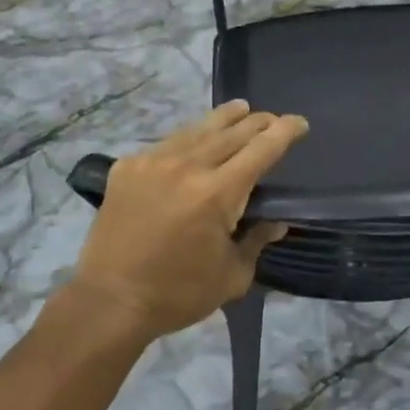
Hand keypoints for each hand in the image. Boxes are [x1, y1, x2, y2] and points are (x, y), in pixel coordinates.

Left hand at [72, 101, 308, 338]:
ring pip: (196, 130)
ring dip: (223, 119)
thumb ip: (257, 241)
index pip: (261, 150)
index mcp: (217, 193)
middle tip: (272, 118)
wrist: (110, 301)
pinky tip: (193, 140)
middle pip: (231, 132)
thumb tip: (276, 222)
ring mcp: (152, 162)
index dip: (284, 132)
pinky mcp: (126, 168)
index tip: (300, 123)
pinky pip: (165, 144)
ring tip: (239, 109)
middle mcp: (186, 166)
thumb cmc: (178, 294)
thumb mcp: (232, 275)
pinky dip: (187, 139)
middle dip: (257, 122)